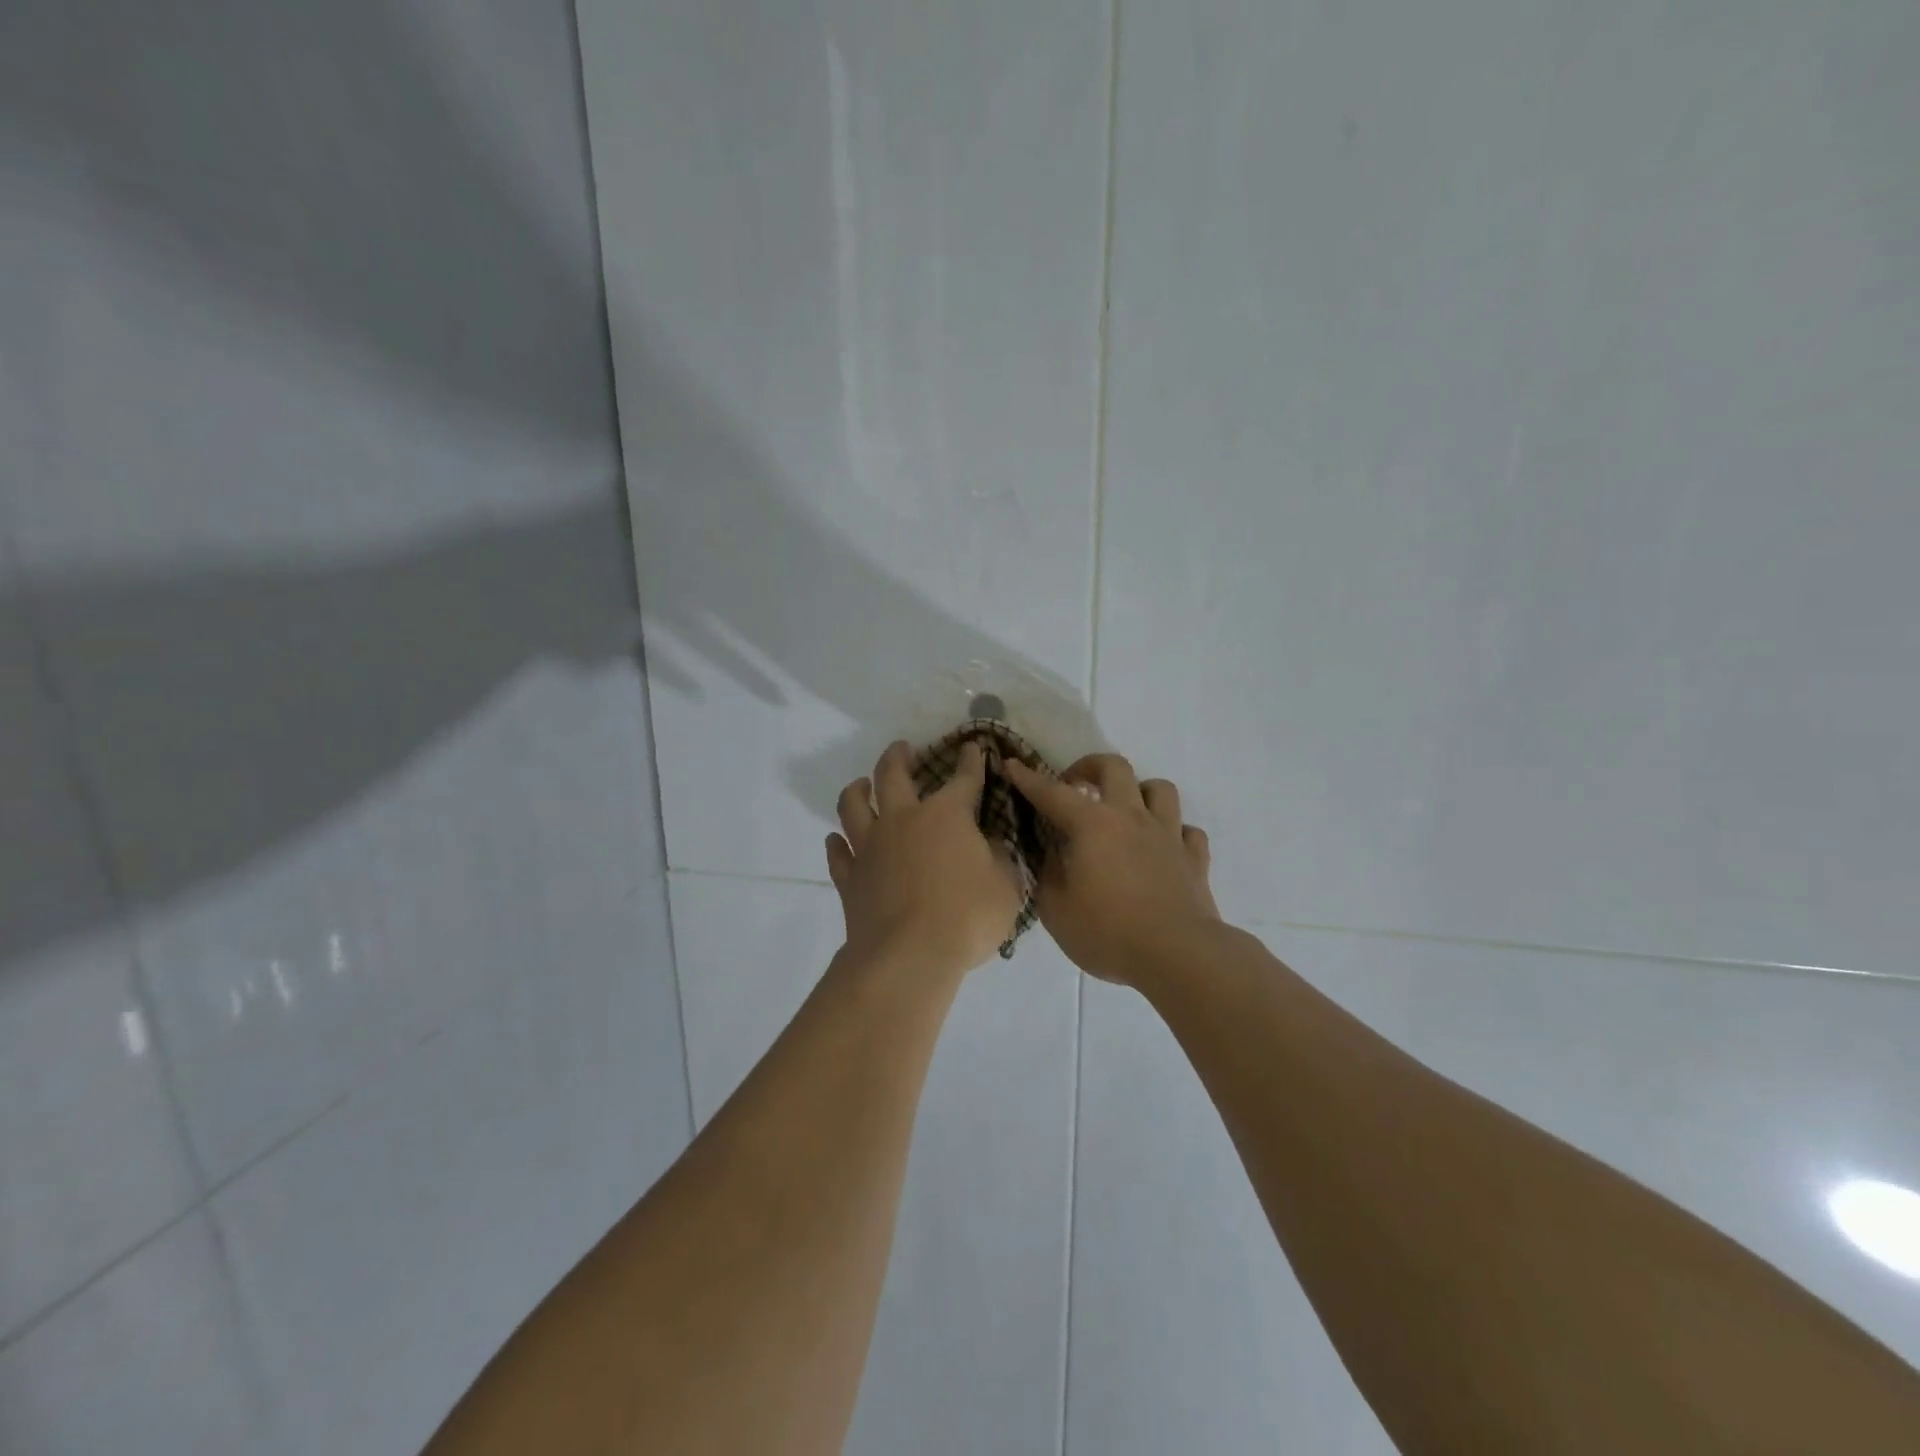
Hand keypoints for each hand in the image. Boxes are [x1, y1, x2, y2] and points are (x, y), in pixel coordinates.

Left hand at [826, 741, 1021, 979]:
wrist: (908, 956)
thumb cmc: (966, 918)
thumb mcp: (1005, 887)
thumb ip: (1000, 860)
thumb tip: (991, 845)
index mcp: (947, 816)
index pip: (963, 778)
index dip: (970, 761)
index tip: (971, 747)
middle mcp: (903, 820)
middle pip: (892, 775)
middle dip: (898, 756)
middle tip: (902, 748)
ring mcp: (870, 848)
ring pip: (853, 806)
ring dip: (857, 790)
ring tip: (861, 784)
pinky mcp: (849, 878)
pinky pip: (837, 853)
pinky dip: (837, 844)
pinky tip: (837, 841)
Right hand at [1002, 754, 1218, 986]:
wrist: (1178, 955)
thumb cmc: (1109, 932)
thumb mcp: (1056, 910)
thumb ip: (1048, 876)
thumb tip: (1051, 857)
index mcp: (1093, 825)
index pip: (1052, 793)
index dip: (1028, 778)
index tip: (1011, 765)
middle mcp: (1132, 818)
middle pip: (1115, 767)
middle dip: (1089, 767)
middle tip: (1075, 786)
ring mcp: (1168, 835)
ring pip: (1160, 789)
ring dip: (1138, 792)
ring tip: (1124, 811)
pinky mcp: (1194, 859)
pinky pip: (1187, 831)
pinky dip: (1173, 832)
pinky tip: (1162, 848)